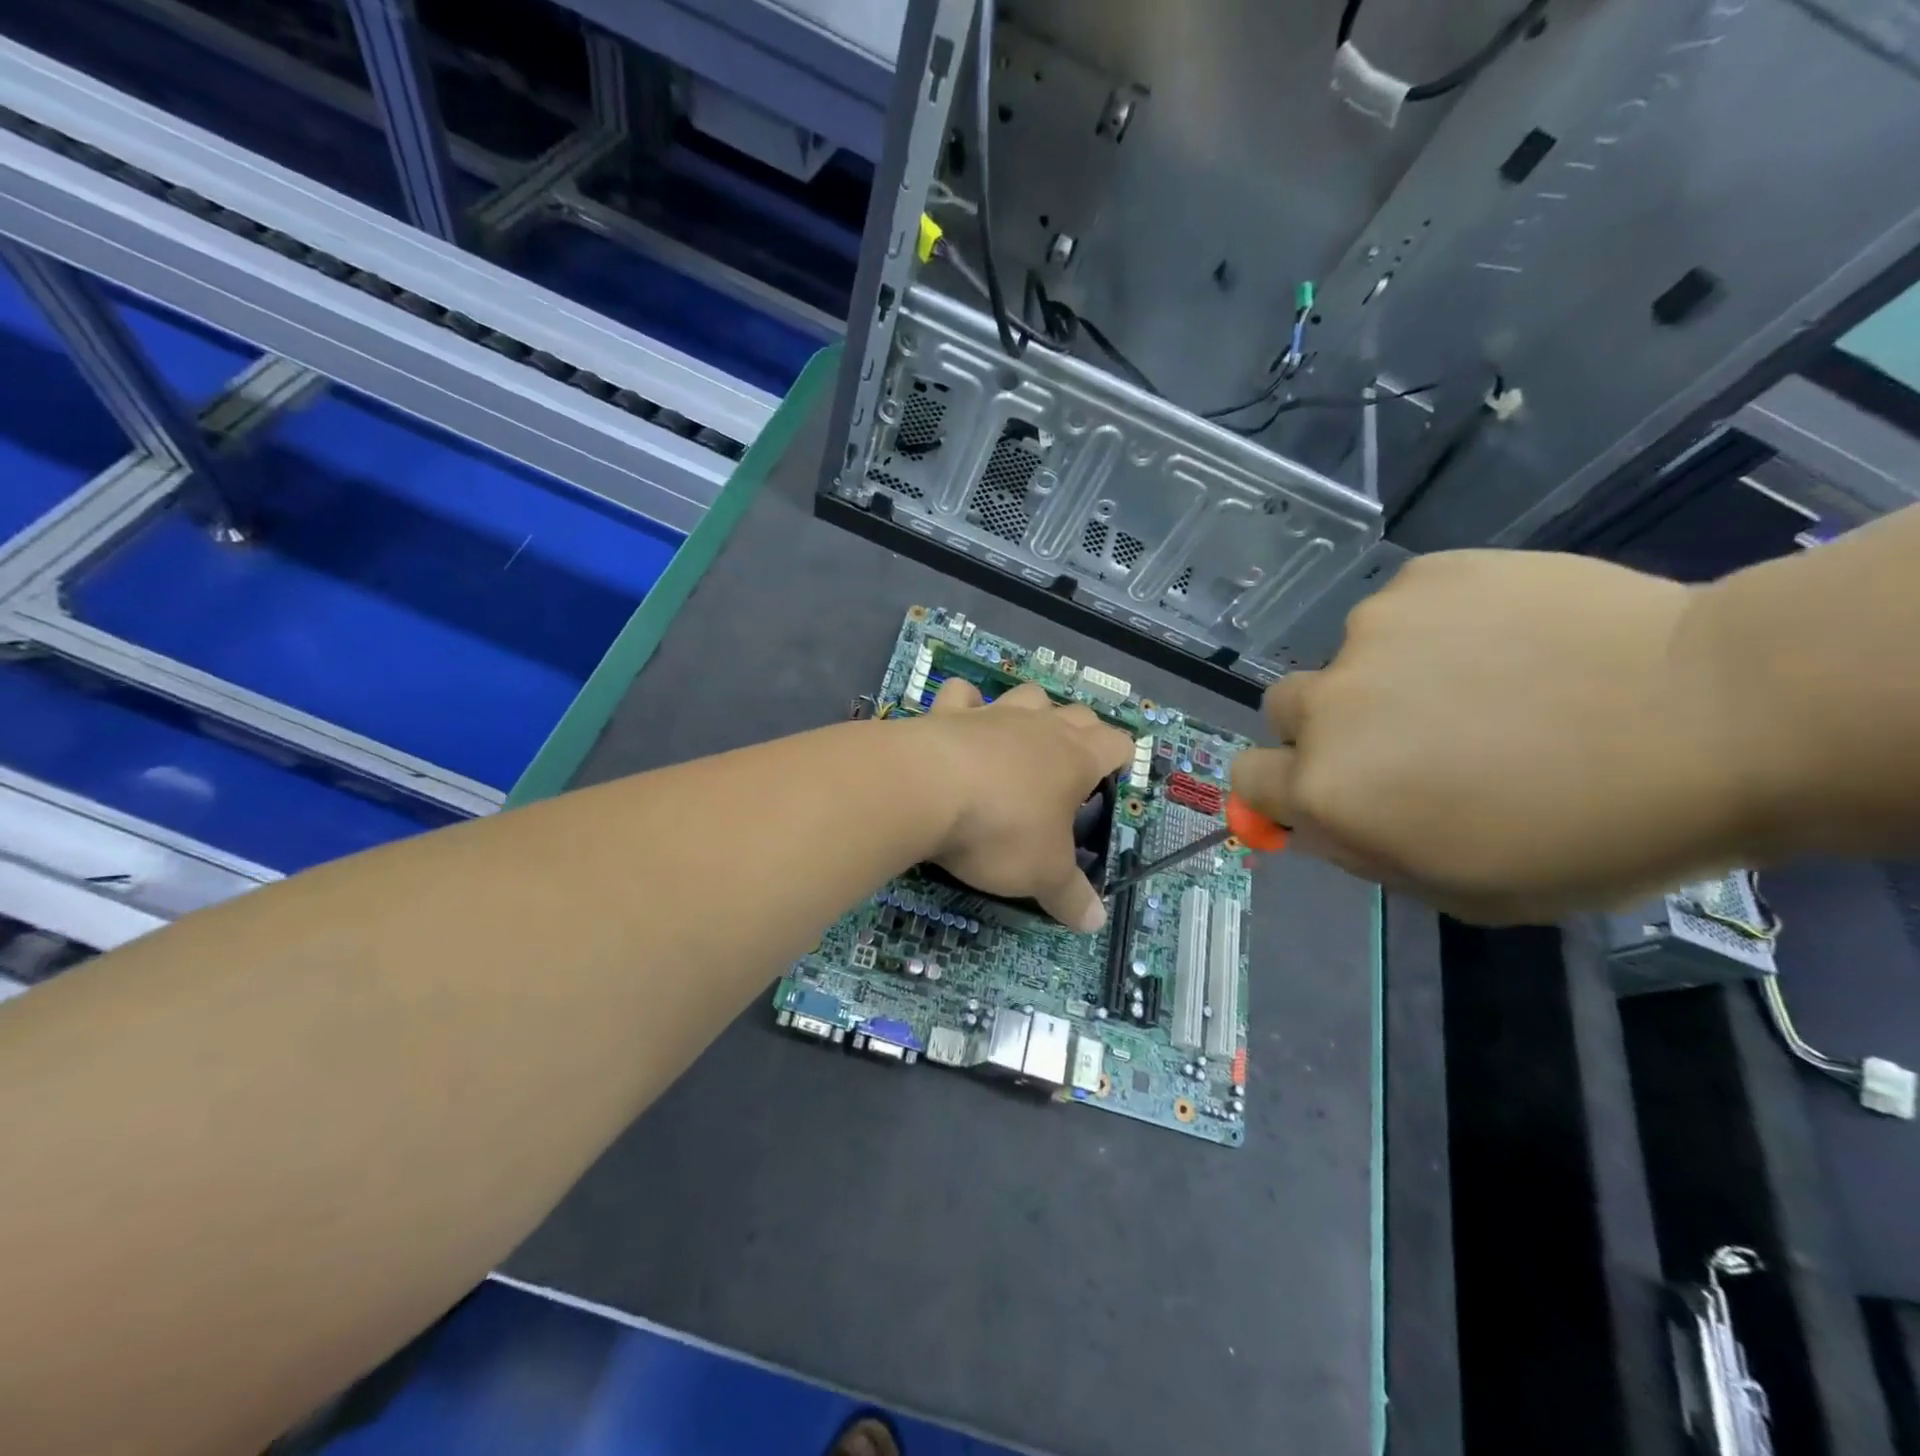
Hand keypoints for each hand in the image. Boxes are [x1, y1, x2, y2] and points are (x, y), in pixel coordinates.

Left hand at [918, 678, 1133, 931]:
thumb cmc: (1000, 830)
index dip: (1120, 758)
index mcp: (1076, 759)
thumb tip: (1096, 923)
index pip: (1116, 744)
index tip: (1113, 778)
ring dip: (1032, 710)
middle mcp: (1040, 727)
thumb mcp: (1042, 874)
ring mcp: (993, 714)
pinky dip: (966, 703)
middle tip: (1071, 766)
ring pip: (1027, 696)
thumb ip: (1069, 896)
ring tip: (1023, 738)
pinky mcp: (948, 712)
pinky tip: (962, 719)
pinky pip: (963, 694)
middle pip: (1077, 714)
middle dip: (1082, 732)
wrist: (925, 789)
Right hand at [1231, 550, 1755, 923]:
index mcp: (1328, 788)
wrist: (1719, 713)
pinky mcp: (1423, 577)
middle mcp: (1327, 705)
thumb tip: (1321, 819)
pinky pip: (1403, 609)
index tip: (1324, 793)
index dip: (1280, 790)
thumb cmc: (1591, 832)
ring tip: (1488, 684)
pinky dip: (1435, 628)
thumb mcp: (1465, 889)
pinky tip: (1511, 642)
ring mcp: (1371, 631)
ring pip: (1352, 660)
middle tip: (1409, 739)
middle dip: (1326, 729)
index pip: (1247, 780)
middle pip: (1284, 711)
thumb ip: (1369, 852)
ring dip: (1389, 677)